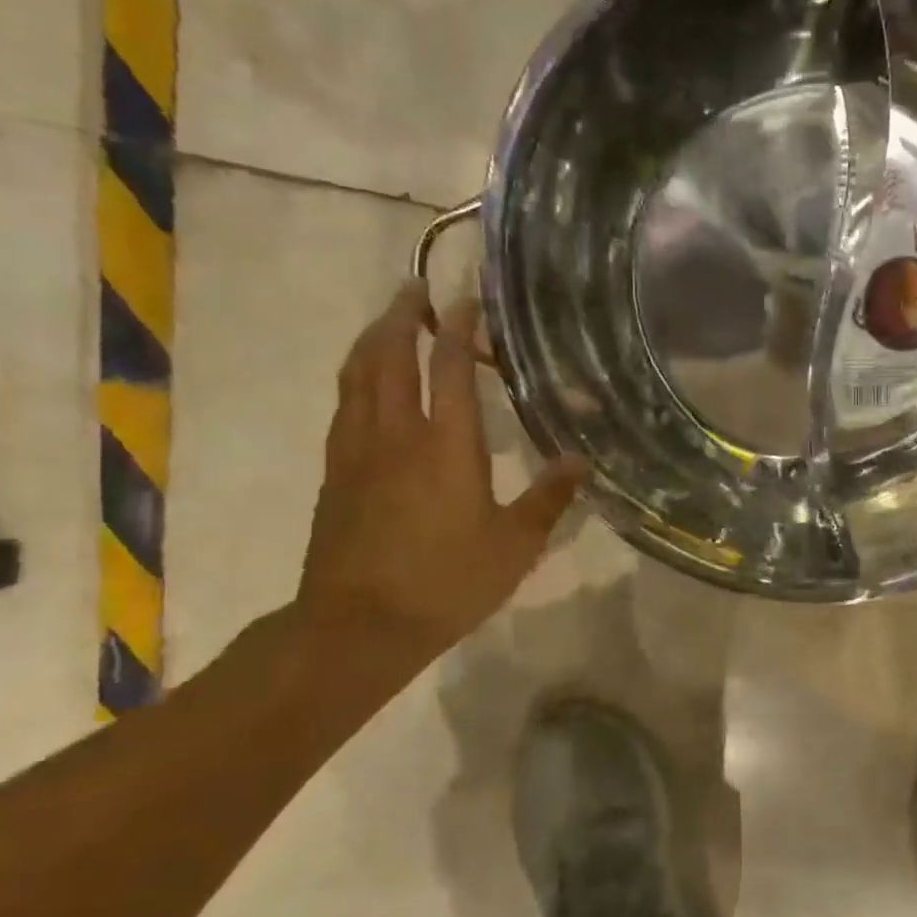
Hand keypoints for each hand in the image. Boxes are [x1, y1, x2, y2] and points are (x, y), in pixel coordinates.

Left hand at [297, 282, 585, 659]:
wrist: (359, 627)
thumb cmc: (446, 583)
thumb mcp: (514, 546)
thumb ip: (548, 498)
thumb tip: (581, 460)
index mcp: (444, 445)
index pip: (447, 367)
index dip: (457, 327)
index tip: (466, 298)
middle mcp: (395, 434)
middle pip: (388, 355)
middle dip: (401, 315)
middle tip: (415, 288)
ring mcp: (356, 451)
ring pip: (356, 376)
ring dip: (372, 339)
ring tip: (388, 321)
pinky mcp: (335, 473)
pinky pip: (344, 406)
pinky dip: (356, 378)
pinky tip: (366, 385)